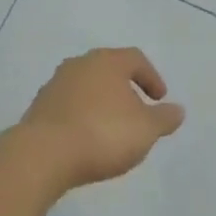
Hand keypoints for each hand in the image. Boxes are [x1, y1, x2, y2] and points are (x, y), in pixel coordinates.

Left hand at [16, 48, 184, 190]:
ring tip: (111, 128)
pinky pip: (68, 107)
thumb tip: (177, 110)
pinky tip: (87, 139)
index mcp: (107, 61)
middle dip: (124, 88)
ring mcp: (54, 85)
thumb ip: (164, 118)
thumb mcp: (146, 129)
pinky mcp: (37, 109)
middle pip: (108, 70)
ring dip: (101, 103)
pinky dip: (81, 117)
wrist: (42, 156)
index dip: (151, 77)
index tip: (159, 99)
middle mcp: (79, 65)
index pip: (135, 59)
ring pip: (86, 88)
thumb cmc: (103, 134)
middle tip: (136, 110)